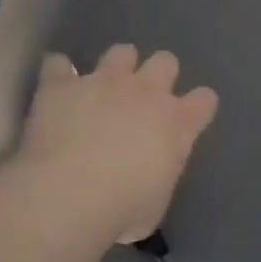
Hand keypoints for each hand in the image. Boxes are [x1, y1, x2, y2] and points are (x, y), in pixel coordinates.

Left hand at [17, 44, 218, 243]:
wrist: (69, 194)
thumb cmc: (122, 209)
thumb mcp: (156, 203)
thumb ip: (158, 177)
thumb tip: (147, 177)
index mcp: (177, 123)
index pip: (204, 101)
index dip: (198, 106)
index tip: (191, 116)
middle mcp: (145, 93)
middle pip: (166, 62)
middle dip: (159, 74)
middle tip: (145, 97)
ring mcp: (103, 82)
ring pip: (121, 52)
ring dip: (116, 65)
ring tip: (104, 86)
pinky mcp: (62, 85)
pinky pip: (58, 64)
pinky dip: (58, 73)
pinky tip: (56, 85)